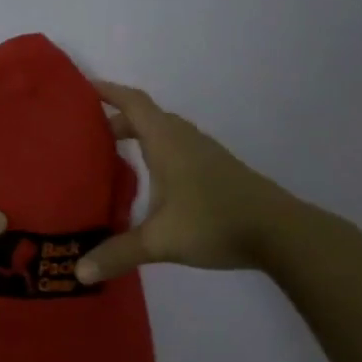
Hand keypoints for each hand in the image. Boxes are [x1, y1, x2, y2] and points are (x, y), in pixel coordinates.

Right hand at [76, 81, 313, 283]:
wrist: (281, 233)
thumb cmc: (215, 223)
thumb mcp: (160, 241)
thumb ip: (118, 253)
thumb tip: (79, 272)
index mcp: (167, 142)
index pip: (134, 103)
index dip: (109, 92)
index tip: (84, 88)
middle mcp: (185, 140)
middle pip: (147, 117)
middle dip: (117, 120)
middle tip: (89, 134)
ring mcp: (205, 154)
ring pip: (165, 133)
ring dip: (139, 135)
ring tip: (114, 154)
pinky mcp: (218, 170)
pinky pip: (178, 148)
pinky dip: (157, 151)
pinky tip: (152, 180)